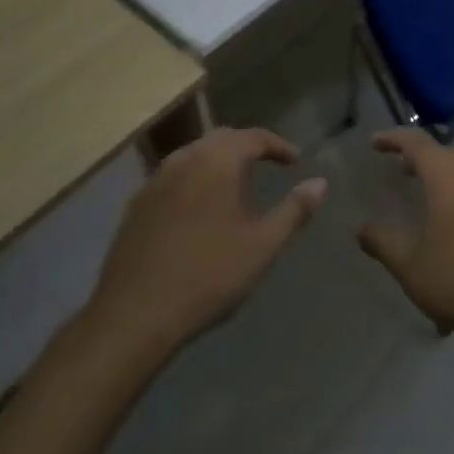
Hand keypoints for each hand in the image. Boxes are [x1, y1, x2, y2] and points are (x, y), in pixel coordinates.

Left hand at [75, 128, 325, 363]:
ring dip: (218, 163)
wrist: (134, 316)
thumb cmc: (208, 275)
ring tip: (235, 187)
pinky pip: (173, 177)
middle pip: (222, 139)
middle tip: (267, 166)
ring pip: (194, 156)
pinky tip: (199, 210)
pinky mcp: (136, 205)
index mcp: (217, 160)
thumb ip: (295, 210)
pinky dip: (194, 181)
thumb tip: (320, 183)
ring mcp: (155, 180)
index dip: (278, 146)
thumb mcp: (263, 245)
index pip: (254, 136)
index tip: (295, 162)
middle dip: (247, 148)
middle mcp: (184, 158)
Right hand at [357, 129, 453, 341]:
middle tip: (394, 164)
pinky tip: (441, 231)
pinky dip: (449, 197)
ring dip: (435, 177)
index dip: (392, 138)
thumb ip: (384, 243)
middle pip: (440, 154)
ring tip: (416, 191)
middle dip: (415, 155)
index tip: (373, 142)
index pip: (416, 143)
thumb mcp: (411, 264)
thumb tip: (362, 229)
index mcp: (445, 177)